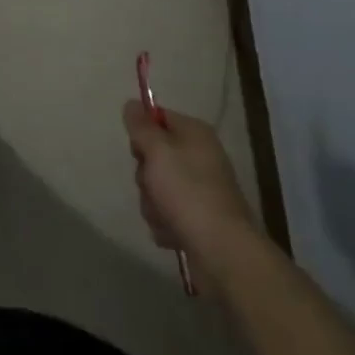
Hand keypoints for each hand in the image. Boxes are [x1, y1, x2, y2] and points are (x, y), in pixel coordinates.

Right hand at [123, 100, 255, 277]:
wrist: (222, 251)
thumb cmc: (188, 192)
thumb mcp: (157, 150)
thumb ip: (141, 126)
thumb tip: (131, 103)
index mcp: (195, 134)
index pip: (158, 118)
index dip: (142, 133)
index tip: (138, 150)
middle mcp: (200, 157)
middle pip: (155, 156)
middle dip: (146, 176)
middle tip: (151, 185)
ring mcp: (200, 190)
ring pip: (157, 188)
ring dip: (152, 203)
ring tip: (164, 216)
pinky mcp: (198, 220)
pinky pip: (168, 214)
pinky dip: (165, 224)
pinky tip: (171, 233)